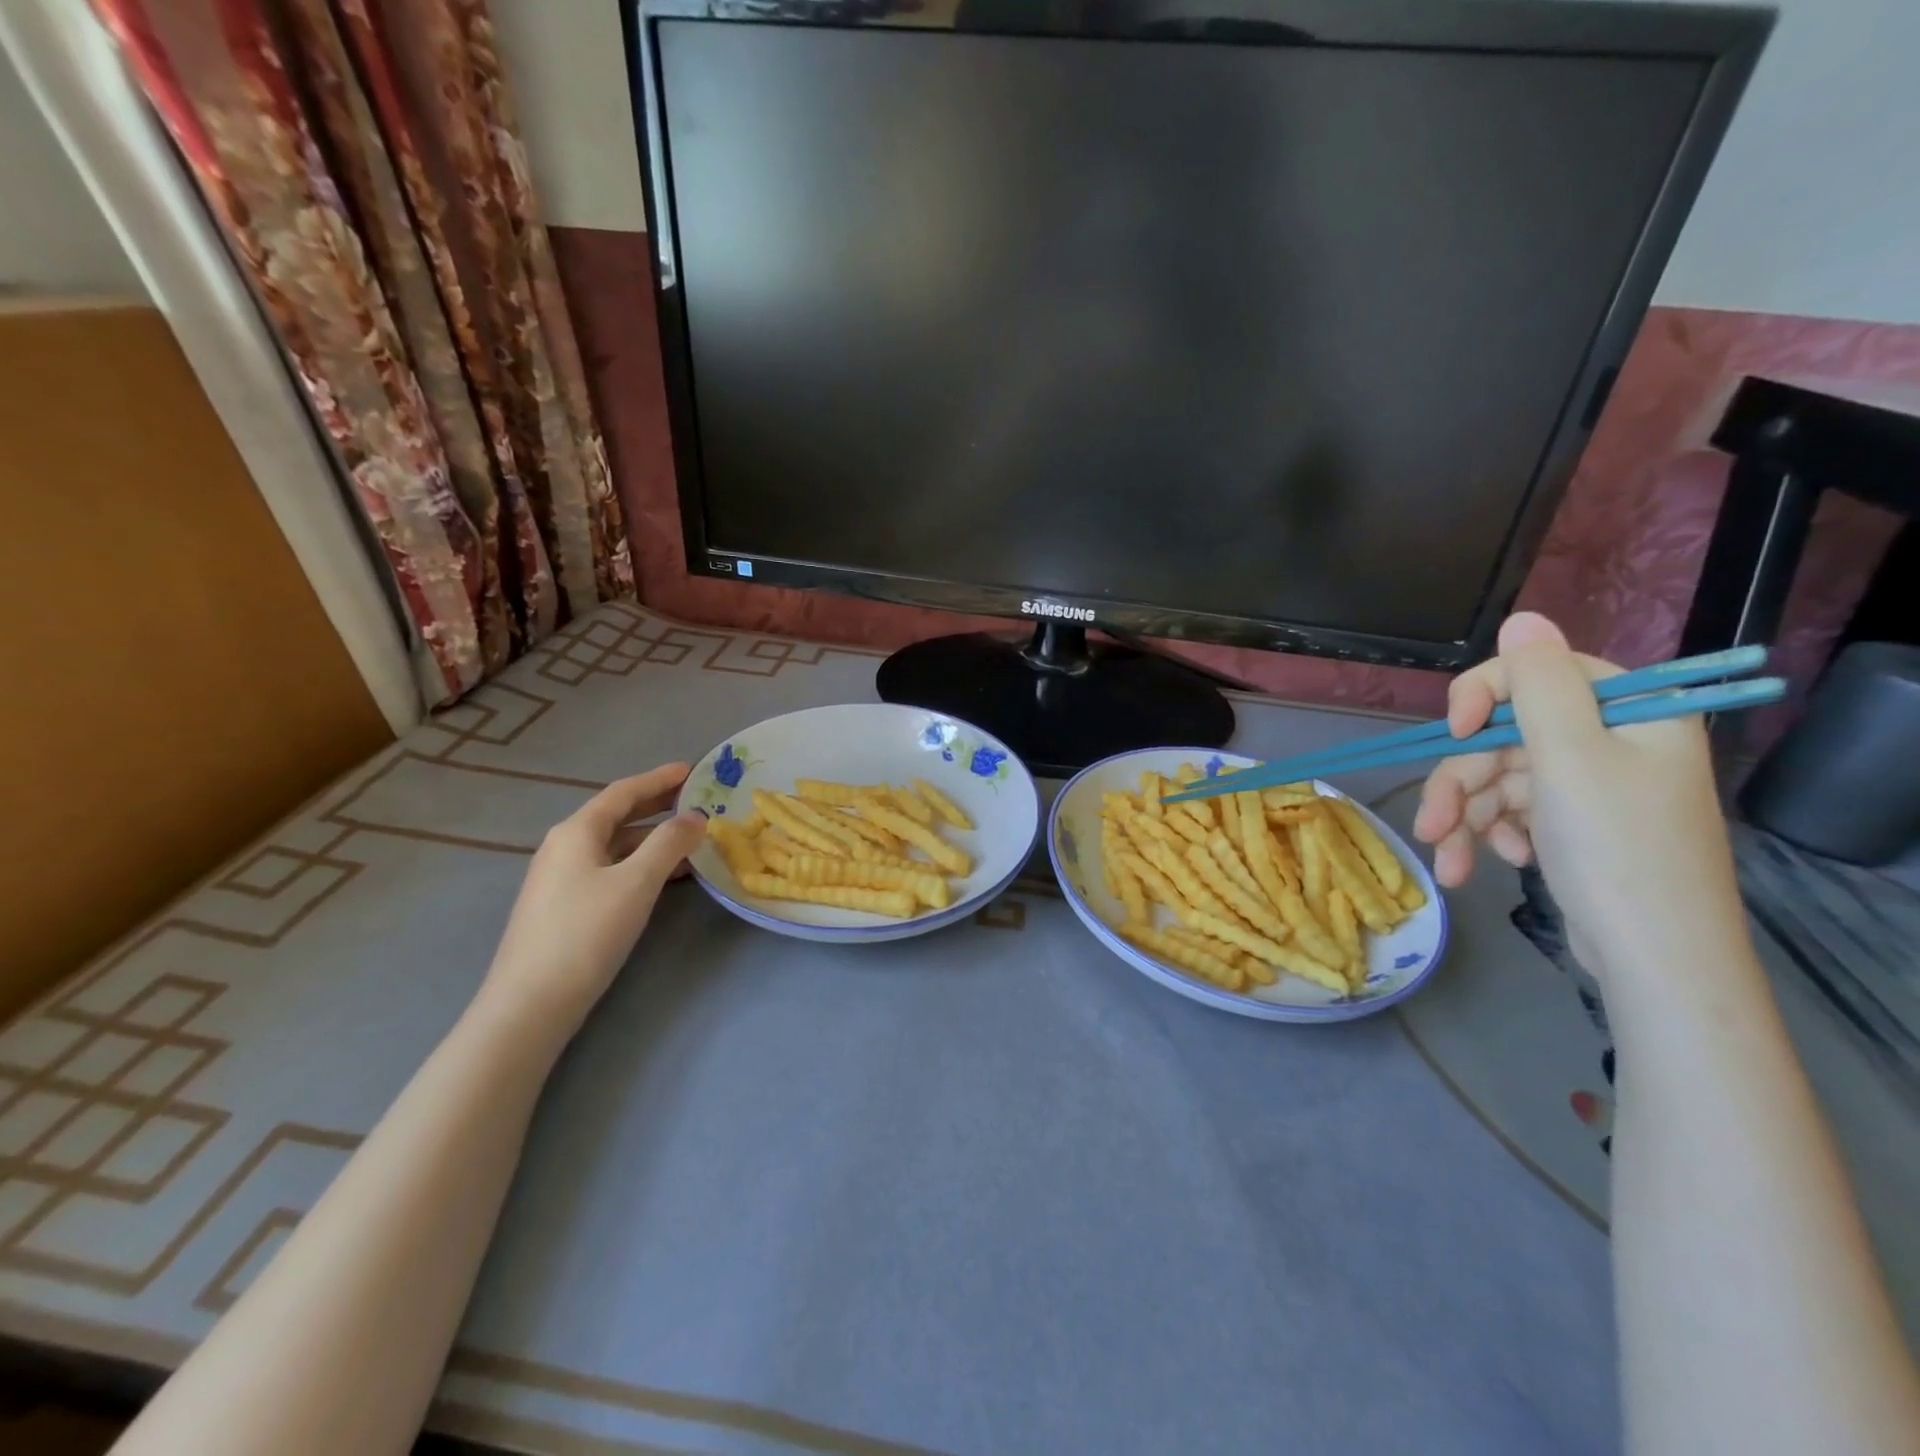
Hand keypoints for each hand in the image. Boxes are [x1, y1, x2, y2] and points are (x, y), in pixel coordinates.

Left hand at [480, 763, 705, 1035]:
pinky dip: (640, 863)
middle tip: (696, 799)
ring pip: (615, 845)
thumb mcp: (637, 882)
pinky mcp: (565, 906)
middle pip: (617, 816)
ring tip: (691, 840)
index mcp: (576, 832)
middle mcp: (564, 847)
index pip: (623, 792)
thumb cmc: (586, 933)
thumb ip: (669, 843)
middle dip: (657, 805)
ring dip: (652, 838)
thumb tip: (696, 816)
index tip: (692, 770)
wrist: (531, 1004)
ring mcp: (561, 878)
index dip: (659, 779)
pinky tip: (664, 877)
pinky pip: (610, 869)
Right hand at [1412, 613, 1747, 983]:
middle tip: (1429, 824)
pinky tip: (1485, 865)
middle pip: (1505, 737)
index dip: (1484, 696)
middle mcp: (1611, 743)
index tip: (1453, 733)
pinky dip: (1488, 835)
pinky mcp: (1572, 825)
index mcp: (1629, 714)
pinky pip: (1511, 811)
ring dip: (1463, 817)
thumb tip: (1522, 617)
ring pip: (1498, 779)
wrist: (1656, 961)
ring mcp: (1590, 787)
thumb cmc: (1617, 851)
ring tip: (1448, 861)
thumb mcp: (1570, 758)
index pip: (1540, 673)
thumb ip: (1539, 684)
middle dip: (1461, 783)